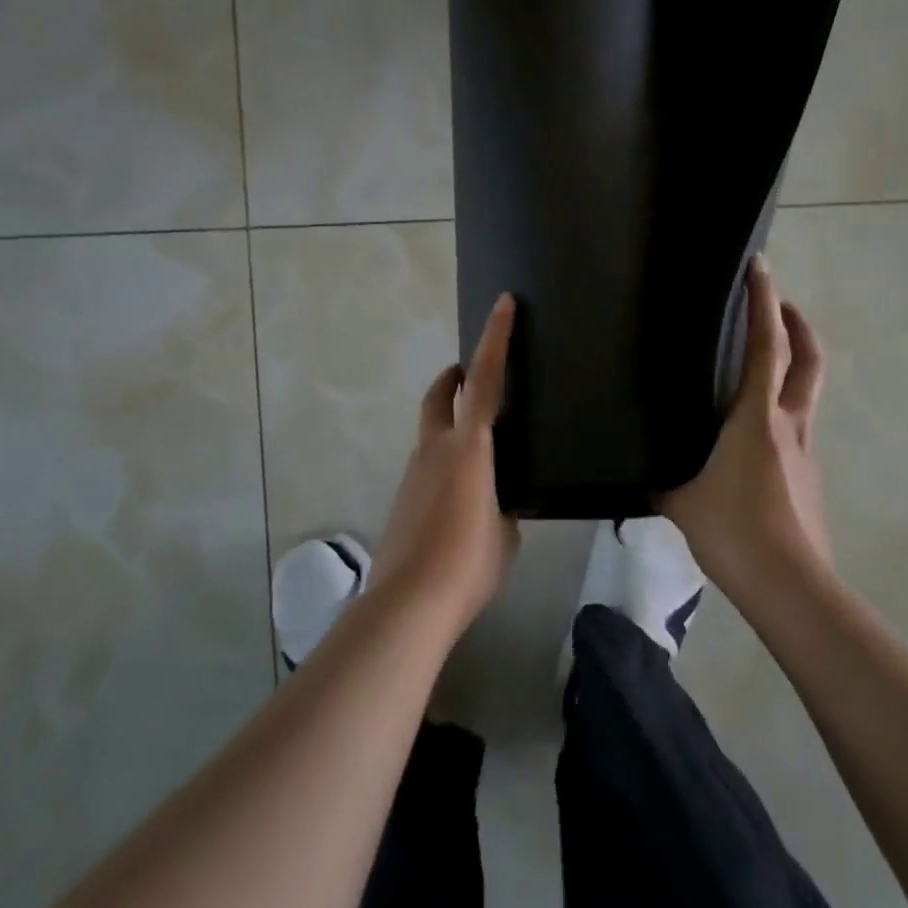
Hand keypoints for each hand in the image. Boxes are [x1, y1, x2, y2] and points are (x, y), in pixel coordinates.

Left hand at [371, 294, 519, 631]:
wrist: (409, 603)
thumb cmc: (468, 562)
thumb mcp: (505, 533)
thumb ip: (503, 507)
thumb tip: (500, 504)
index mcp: (468, 447)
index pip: (485, 380)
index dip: (495, 339)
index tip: (503, 304)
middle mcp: (435, 449)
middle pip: (440, 395)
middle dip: (455, 377)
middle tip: (472, 374)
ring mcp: (413, 473)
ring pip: (431, 431)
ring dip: (450, 423)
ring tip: (480, 450)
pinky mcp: (402, 498)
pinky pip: (427, 463)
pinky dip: (444, 460)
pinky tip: (461, 494)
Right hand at [662, 256, 833, 598]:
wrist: (789, 586)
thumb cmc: (733, 532)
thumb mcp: (680, 499)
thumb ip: (658, 477)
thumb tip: (638, 468)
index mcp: (756, 418)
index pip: (767, 346)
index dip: (764, 302)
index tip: (760, 268)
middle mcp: (789, 424)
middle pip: (807, 359)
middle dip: (796, 323)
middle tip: (776, 302)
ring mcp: (804, 450)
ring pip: (806, 391)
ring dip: (794, 362)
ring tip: (762, 360)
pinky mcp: (807, 475)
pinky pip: (795, 425)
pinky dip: (781, 406)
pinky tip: (753, 430)